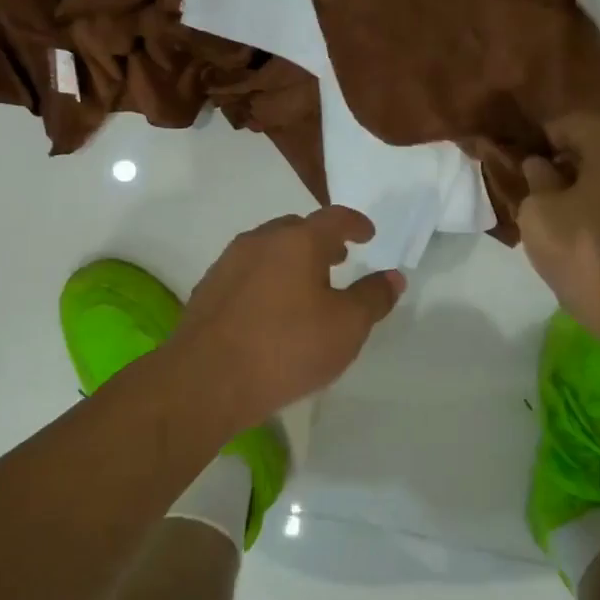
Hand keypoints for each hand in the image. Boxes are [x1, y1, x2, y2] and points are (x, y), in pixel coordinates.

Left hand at [170, 206, 405, 431]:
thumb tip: (393, 276)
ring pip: (268, 250)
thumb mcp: (346, 327)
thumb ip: (373, 298)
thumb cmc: (286, 348)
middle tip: (339, 260)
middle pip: (297, 229)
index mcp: (297, 241)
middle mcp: (260, 241)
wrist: (205, 381)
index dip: (356, 223)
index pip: (334, 218)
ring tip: (307, 286)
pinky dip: (268, 280)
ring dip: (292, 260)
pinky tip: (272, 310)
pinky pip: (247, 273)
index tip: (368, 234)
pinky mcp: (208, 290)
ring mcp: (228, 264)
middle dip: (321, 241)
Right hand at [517, 113, 599, 355]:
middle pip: (598, 144)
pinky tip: (581, 225)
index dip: (545, 134)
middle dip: (565, 158)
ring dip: (584, 182)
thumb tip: (540, 165)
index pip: (574, 121)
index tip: (524, 155)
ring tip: (556, 207)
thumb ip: (536, 180)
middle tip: (536, 182)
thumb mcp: (539, 213)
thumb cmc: (582, 251)